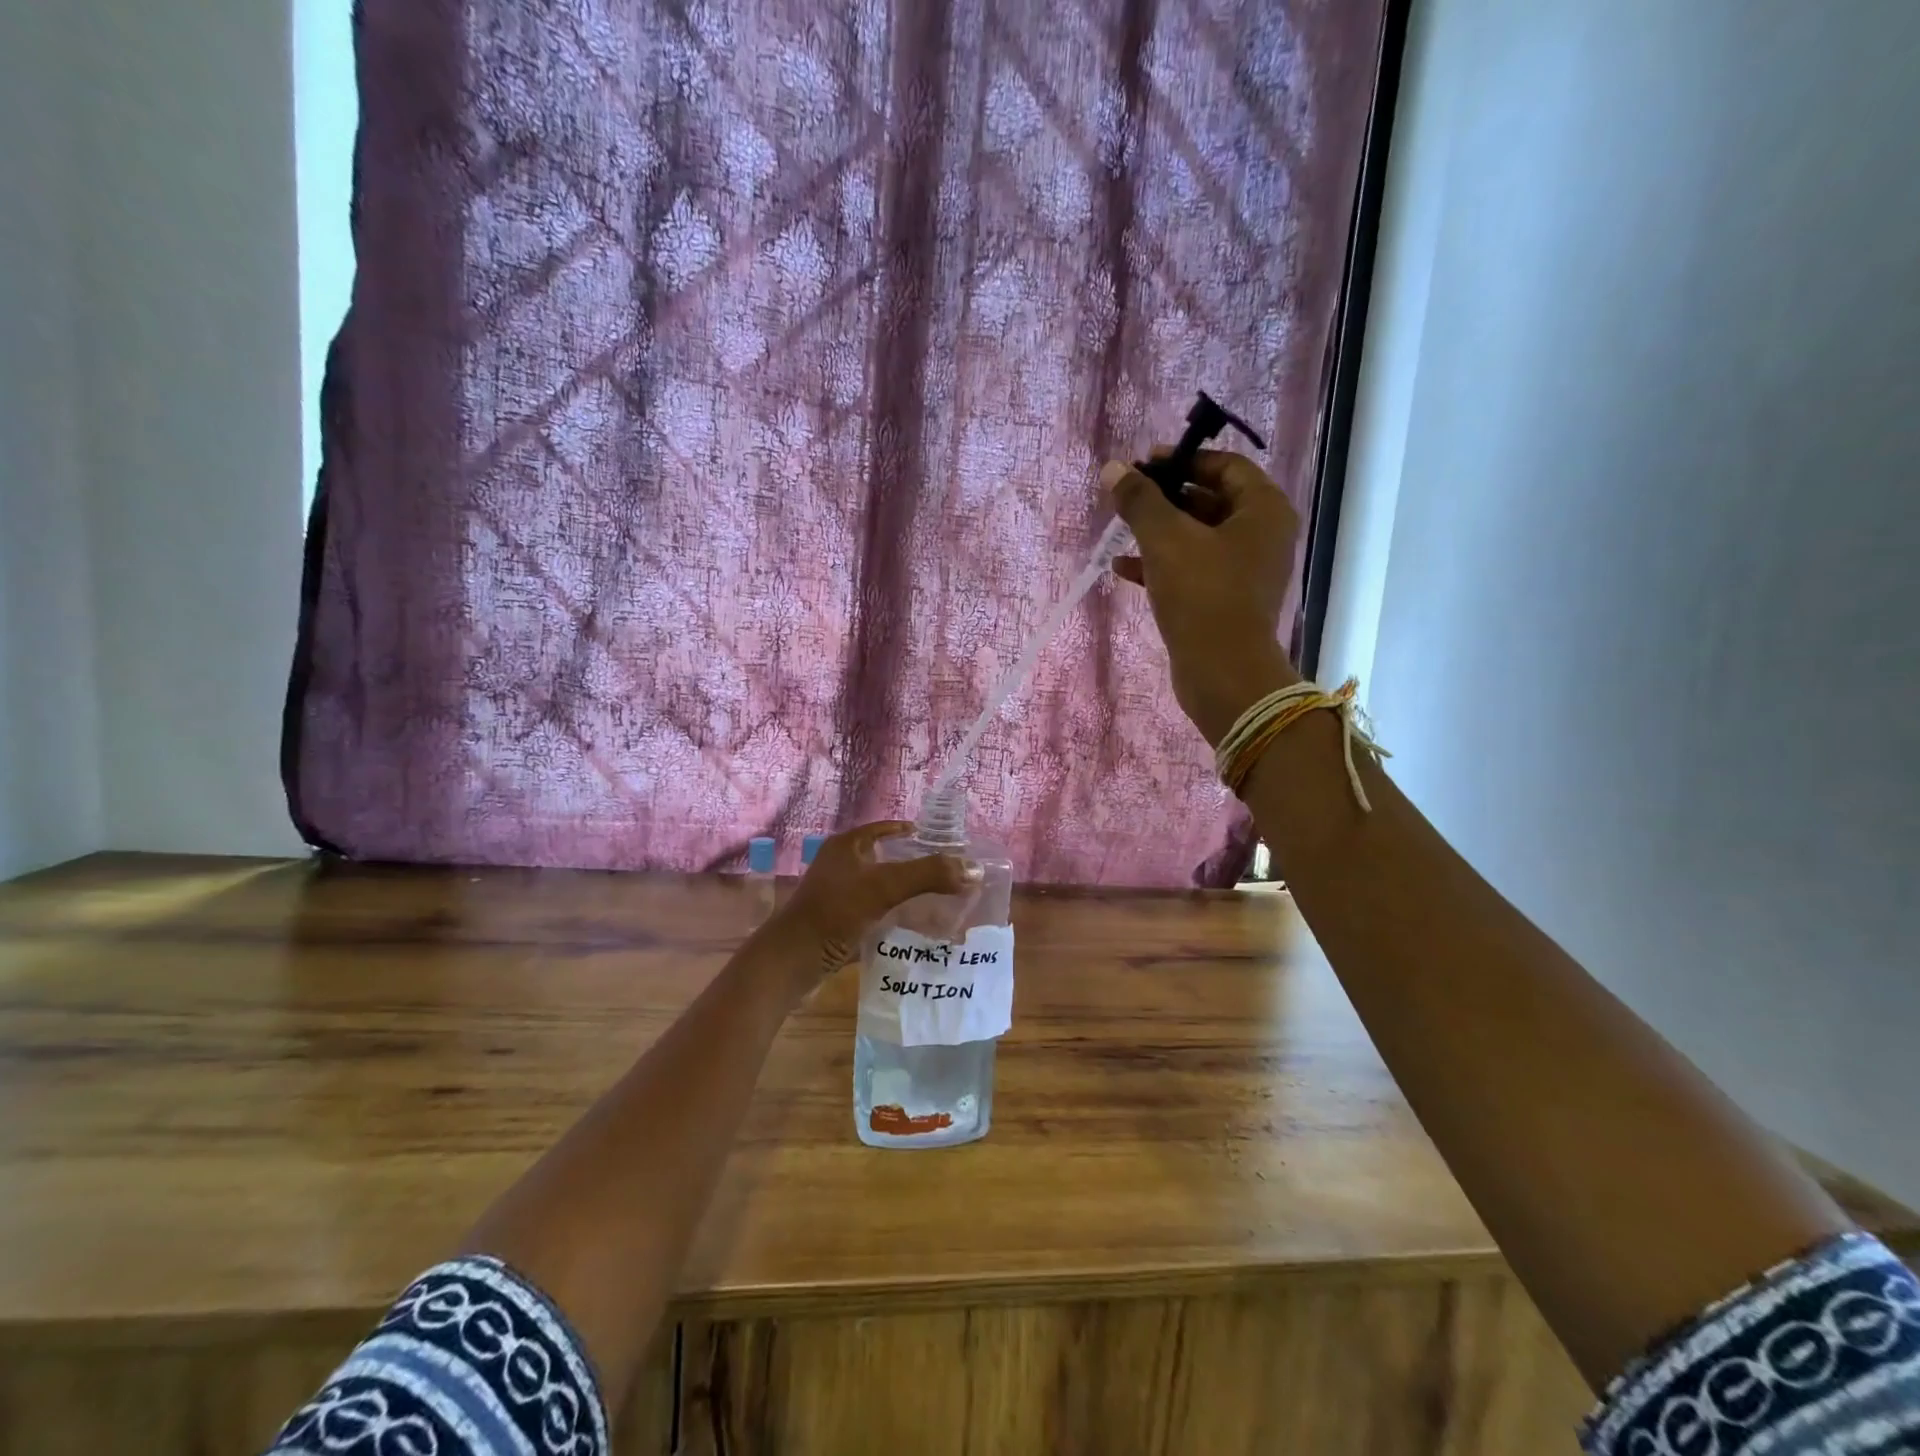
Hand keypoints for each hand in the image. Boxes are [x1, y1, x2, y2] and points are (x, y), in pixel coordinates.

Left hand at [761, 822, 978, 1002]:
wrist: (792, 961)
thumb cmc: (835, 913)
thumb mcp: (885, 887)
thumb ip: (929, 874)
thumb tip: (974, 869)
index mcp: (847, 846)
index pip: (887, 829)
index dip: (914, 833)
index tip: (945, 844)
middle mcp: (841, 865)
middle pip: (887, 858)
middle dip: (917, 866)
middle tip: (950, 875)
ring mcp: (838, 896)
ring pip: (882, 888)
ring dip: (908, 894)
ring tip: (941, 902)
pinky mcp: (839, 923)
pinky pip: (875, 913)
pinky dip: (895, 917)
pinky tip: (916, 928)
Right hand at [1101, 450, 1303, 743]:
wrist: (1222, 672)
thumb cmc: (1202, 594)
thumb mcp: (1165, 539)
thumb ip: (1139, 501)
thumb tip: (1113, 468)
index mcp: (1264, 510)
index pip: (1225, 467)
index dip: (1183, 460)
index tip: (1145, 465)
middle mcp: (1262, 536)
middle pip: (1211, 501)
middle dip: (1166, 499)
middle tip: (1128, 498)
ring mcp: (1246, 572)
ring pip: (1198, 539)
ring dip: (1159, 533)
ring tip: (1120, 531)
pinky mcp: (1226, 602)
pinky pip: (1193, 570)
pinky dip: (1162, 565)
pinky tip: (1123, 569)